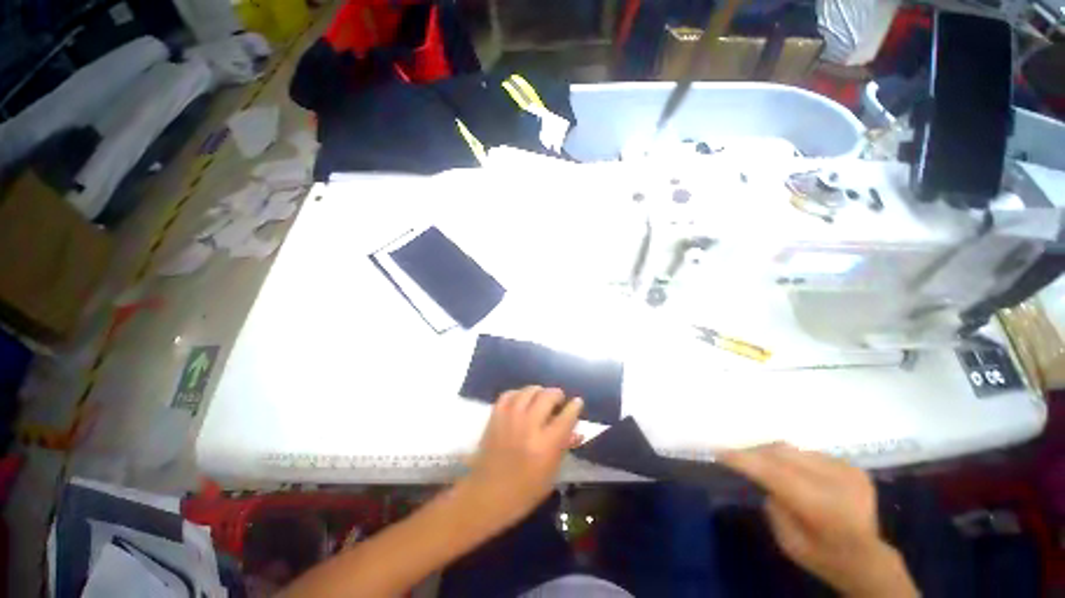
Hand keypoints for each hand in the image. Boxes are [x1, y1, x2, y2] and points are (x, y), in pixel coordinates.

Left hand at [465, 386, 581, 527]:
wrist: (485, 495)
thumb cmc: (523, 492)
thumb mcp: (550, 474)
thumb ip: (563, 448)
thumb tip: (577, 431)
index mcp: (546, 445)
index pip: (566, 417)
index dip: (574, 407)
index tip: (577, 402)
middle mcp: (529, 426)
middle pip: (547, 396)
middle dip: (557, 394)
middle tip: (559, 400)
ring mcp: (510, 418)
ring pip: (528, 391)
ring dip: (539, 391)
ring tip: (541, 397)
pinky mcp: (495, 416)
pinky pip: (509, 394)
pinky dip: (518, 394)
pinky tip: (522, 399)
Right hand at [719, 444, 917, 597]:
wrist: (867, 559)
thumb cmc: (822, 556)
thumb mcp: (787, 540)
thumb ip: (773, 503)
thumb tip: (763, 477)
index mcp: (823, 507)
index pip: (774, 473)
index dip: (745, 460)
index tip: (720, 452)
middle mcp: (837, 482)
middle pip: (783, 454)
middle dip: (756, 453)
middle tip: (737, 456)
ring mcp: (848, 471)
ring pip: (795, 450)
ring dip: (773, 454)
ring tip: (761, 462)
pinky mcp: (853, 467)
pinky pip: (810, 454)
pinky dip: (793, 459)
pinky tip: (791, 471)